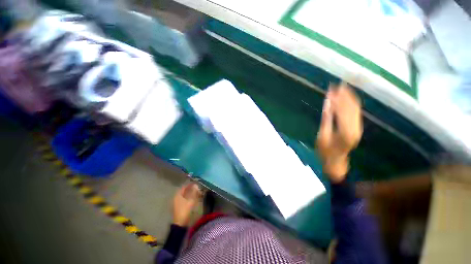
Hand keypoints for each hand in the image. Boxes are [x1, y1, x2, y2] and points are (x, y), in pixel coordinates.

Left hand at [172, 182, 201, 226]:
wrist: (180, 223)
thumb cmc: (185, 210)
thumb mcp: (191, 200)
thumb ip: (194, 192)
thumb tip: (196, 185)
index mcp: (177, 195)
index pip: (184, 187)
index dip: (189, 184)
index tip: (195, 183)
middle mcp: (176, 198)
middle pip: (184, 191)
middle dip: (190, 189)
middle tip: (197, 188)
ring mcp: (177, 203)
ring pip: (184, 195)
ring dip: (190, 193)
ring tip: (197, 192)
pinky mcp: (179, 207)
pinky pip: (184, 199)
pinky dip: (189, 197)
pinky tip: (193, 198)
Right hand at [316, 83, 362, 182]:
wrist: (335, 161)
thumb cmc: (325, 150)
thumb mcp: (322, 135)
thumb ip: (326, 118)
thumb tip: (327, 103)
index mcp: (345, 131)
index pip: (341, 110)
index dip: (336, 99)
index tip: (331, 89)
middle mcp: (355, 127)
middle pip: (350, 107)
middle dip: (344, 95)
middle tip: (337, 84)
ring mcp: (358, 127)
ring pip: (355, 109)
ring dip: (349, 97)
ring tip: (343, 87)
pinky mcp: (357, 128)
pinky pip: (356, 113)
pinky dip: (352, 104)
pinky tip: (348, 97)